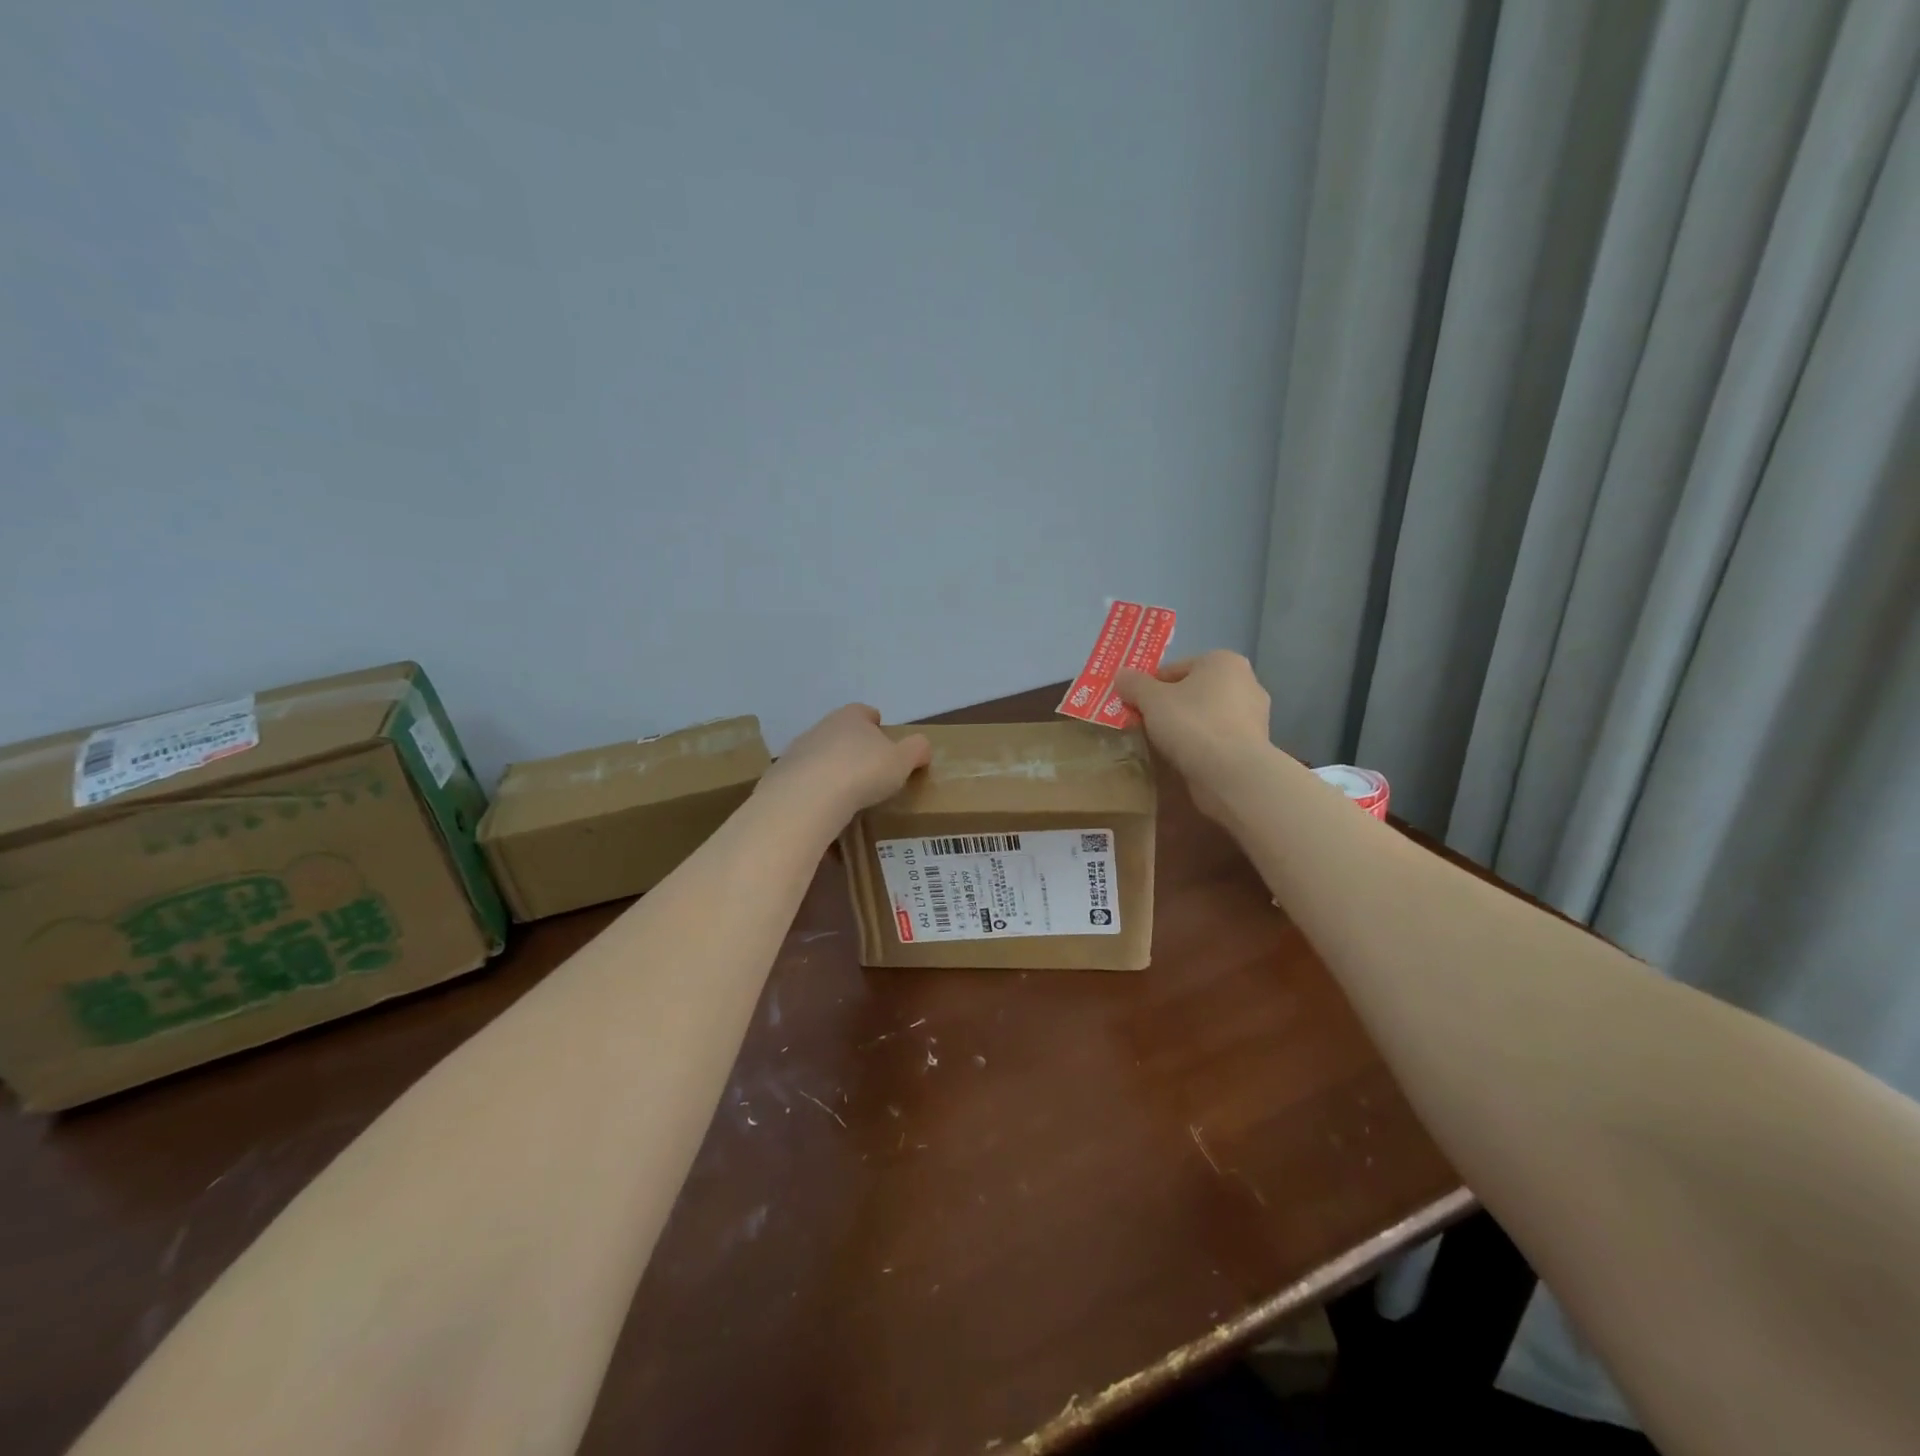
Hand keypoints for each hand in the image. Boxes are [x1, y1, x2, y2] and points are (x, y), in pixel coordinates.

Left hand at [759, 705, 931, 828]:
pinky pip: (804, 784)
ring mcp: (797, 752)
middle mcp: (821, 728)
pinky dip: (814, 796)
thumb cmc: (863, 771)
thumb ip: (916, 750)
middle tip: (868, 772)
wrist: (807, 797)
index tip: (884, 739)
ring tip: (846, 797)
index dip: (875, 723)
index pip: (864, 712)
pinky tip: (825, 815)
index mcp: (851, 717)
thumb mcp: (902, 761)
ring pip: (819, 757)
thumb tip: (922, 747)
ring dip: (831, 772)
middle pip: (840, 733)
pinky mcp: (780, 778)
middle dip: (852, 749)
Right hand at [1115, 651, 1270, 823]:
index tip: (1134, 707)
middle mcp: (1246, 682)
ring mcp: (1255, 716)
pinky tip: (1185, 760)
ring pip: (1206, 717)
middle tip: (1145, 726)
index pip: (1175, 669)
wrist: (1232, 774)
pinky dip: (1202, 746)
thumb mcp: (1151, 699)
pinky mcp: (1254, 746)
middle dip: (1169, 707)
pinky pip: (1218, 739)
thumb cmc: (1192, 724)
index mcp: (1223, 661)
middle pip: (1192, 692)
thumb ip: (1134, 684)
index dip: (1149, 687)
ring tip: (1163, 746)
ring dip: (1185, 728)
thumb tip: (1121, 675)